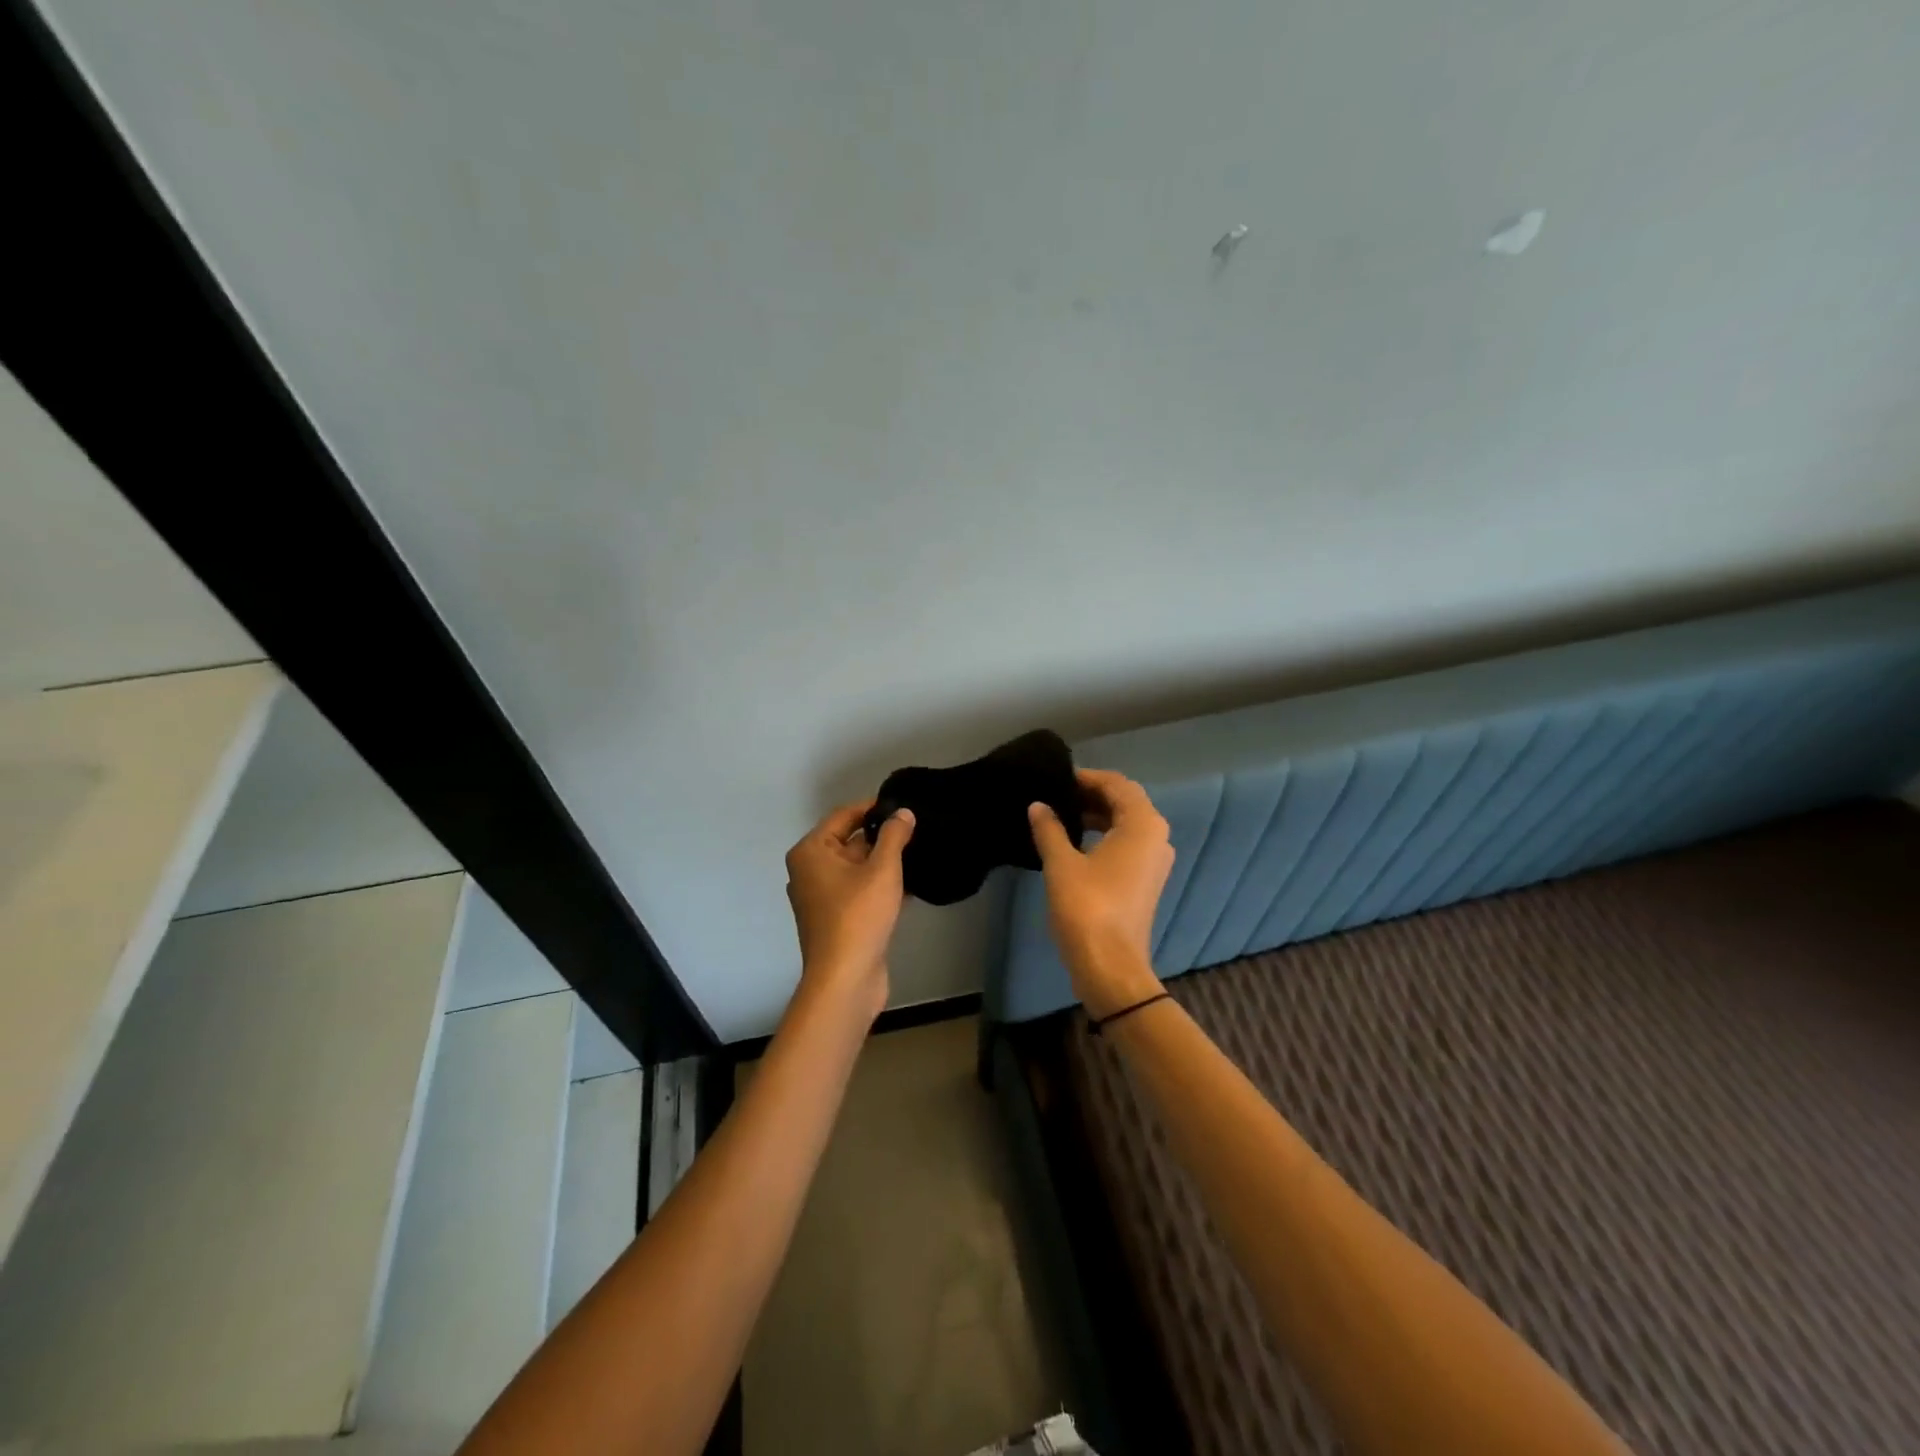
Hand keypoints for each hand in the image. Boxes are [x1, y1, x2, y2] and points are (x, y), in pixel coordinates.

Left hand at [784, 801, 915, 1019]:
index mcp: (811, 852)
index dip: (873, 808)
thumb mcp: (882, 869)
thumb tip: (903, 812)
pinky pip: (858, 891)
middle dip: (881, 836)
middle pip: (849, 841)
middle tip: (916, 829)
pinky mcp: (835, 919)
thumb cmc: (858, 916)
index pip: (844, 816)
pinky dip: (880, 886)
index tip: (903, 805)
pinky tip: (911, 885)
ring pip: (856, 868)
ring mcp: (820, 897)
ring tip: (918, 853)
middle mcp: (809, 871)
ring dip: (884, 862)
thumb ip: (894, 835)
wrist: (845, 980)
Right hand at [1027, 768, 1173, 1017]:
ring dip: (1096, 815)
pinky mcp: (1146, 880)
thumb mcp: (1061, 863)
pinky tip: (1074, 842)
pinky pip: (1126, 844)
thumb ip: (1049, 828)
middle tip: (1055, 794)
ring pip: (1126, 824)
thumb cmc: (1087, 907)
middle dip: (1091, 794)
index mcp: (1143, 824)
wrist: (1110, 965)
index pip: (1117, 784)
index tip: (1056, 778)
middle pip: (1125, 802)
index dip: (1086, 777)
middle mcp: (1156, 837)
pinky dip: (1103, 835)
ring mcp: (1154, 861)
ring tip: (1060, 815)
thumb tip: (1038, 805)